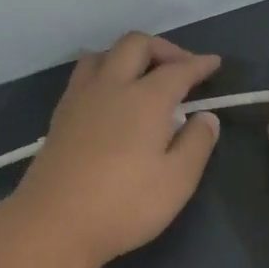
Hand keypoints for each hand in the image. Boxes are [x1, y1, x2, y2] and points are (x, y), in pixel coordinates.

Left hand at [5, 33, 222, 267]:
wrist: (54, 222)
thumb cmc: (124, 205)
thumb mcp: (177, 181)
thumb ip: (197, 144)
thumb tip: (206, 116)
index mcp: (145, 99)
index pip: (178, 69)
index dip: (199, 64)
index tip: (214, 64)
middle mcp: (111, 87)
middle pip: (135, 45)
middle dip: (163, 48)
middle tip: (180, 68)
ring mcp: (80, 98)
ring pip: (103, 54)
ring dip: (127, 55)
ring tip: (141, 76)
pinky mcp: (60, 116)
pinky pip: (83, 75)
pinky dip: (103, 72)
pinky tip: (109, 97)